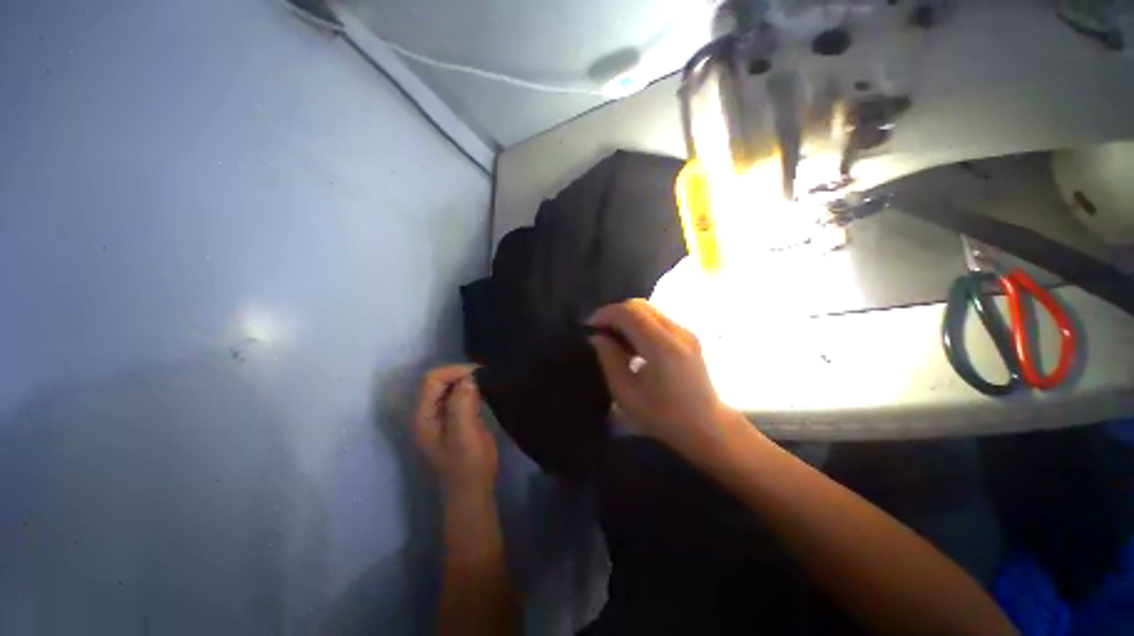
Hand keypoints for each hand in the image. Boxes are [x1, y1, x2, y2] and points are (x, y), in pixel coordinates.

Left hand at [413, 365, 497, 500]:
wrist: (474, 487)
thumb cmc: (467, 464)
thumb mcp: (463, 434)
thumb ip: (462, 404)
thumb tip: (468, 378)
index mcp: (424, 416)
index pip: (432, 380)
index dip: (453, 372)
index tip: (477, 374)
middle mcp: (430, 413)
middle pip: (440, 381)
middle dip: (460, 375)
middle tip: (484, 379)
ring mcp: (443, 416)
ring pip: (451, 387)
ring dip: (467, 382)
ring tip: (485, 386)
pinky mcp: (456, 418)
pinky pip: (460, 396)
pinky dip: (472, 390)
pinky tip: (483, 395)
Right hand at [588, 299, 744, 458]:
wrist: (707, 427)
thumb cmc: (663, 417)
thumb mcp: (626, 394)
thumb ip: (609, 359)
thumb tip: (597, 337)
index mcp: (662, 347)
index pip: (630, 312)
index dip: (605, 314)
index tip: (589, 326)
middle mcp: (677, 332)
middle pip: (640, 305)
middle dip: (615, 313)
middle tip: (600, 332)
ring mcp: (686, 332)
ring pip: (649, 309)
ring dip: (627, 318)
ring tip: (614, 338)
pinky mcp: (689, 336)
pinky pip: (658, 319)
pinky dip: (640, 323)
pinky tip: (633, 343)